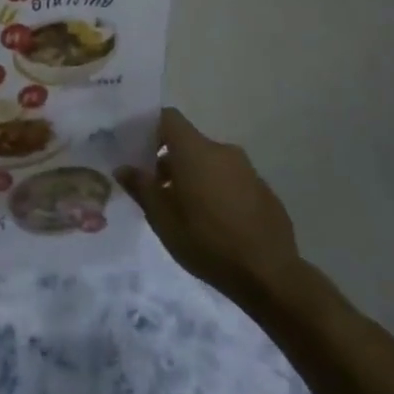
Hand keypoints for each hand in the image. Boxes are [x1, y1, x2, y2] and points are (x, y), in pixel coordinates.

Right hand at [118, 108, 305, 308]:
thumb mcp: (162, 219)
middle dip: (171, 161)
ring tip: (186, 212)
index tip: (139, 151)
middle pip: (189, 143)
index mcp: (195, 151)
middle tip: (158, 191)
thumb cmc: (207, 241)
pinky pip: (232, 180)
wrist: (270, 275)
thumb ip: (141, 187)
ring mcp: (248, 170)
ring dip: (195, 177)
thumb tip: (123, 168)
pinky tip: (216, 224)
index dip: (150, 128)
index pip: (168, 118)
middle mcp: (222, 151)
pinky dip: (218, 191)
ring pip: (211, 163)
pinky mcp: (264, 191)